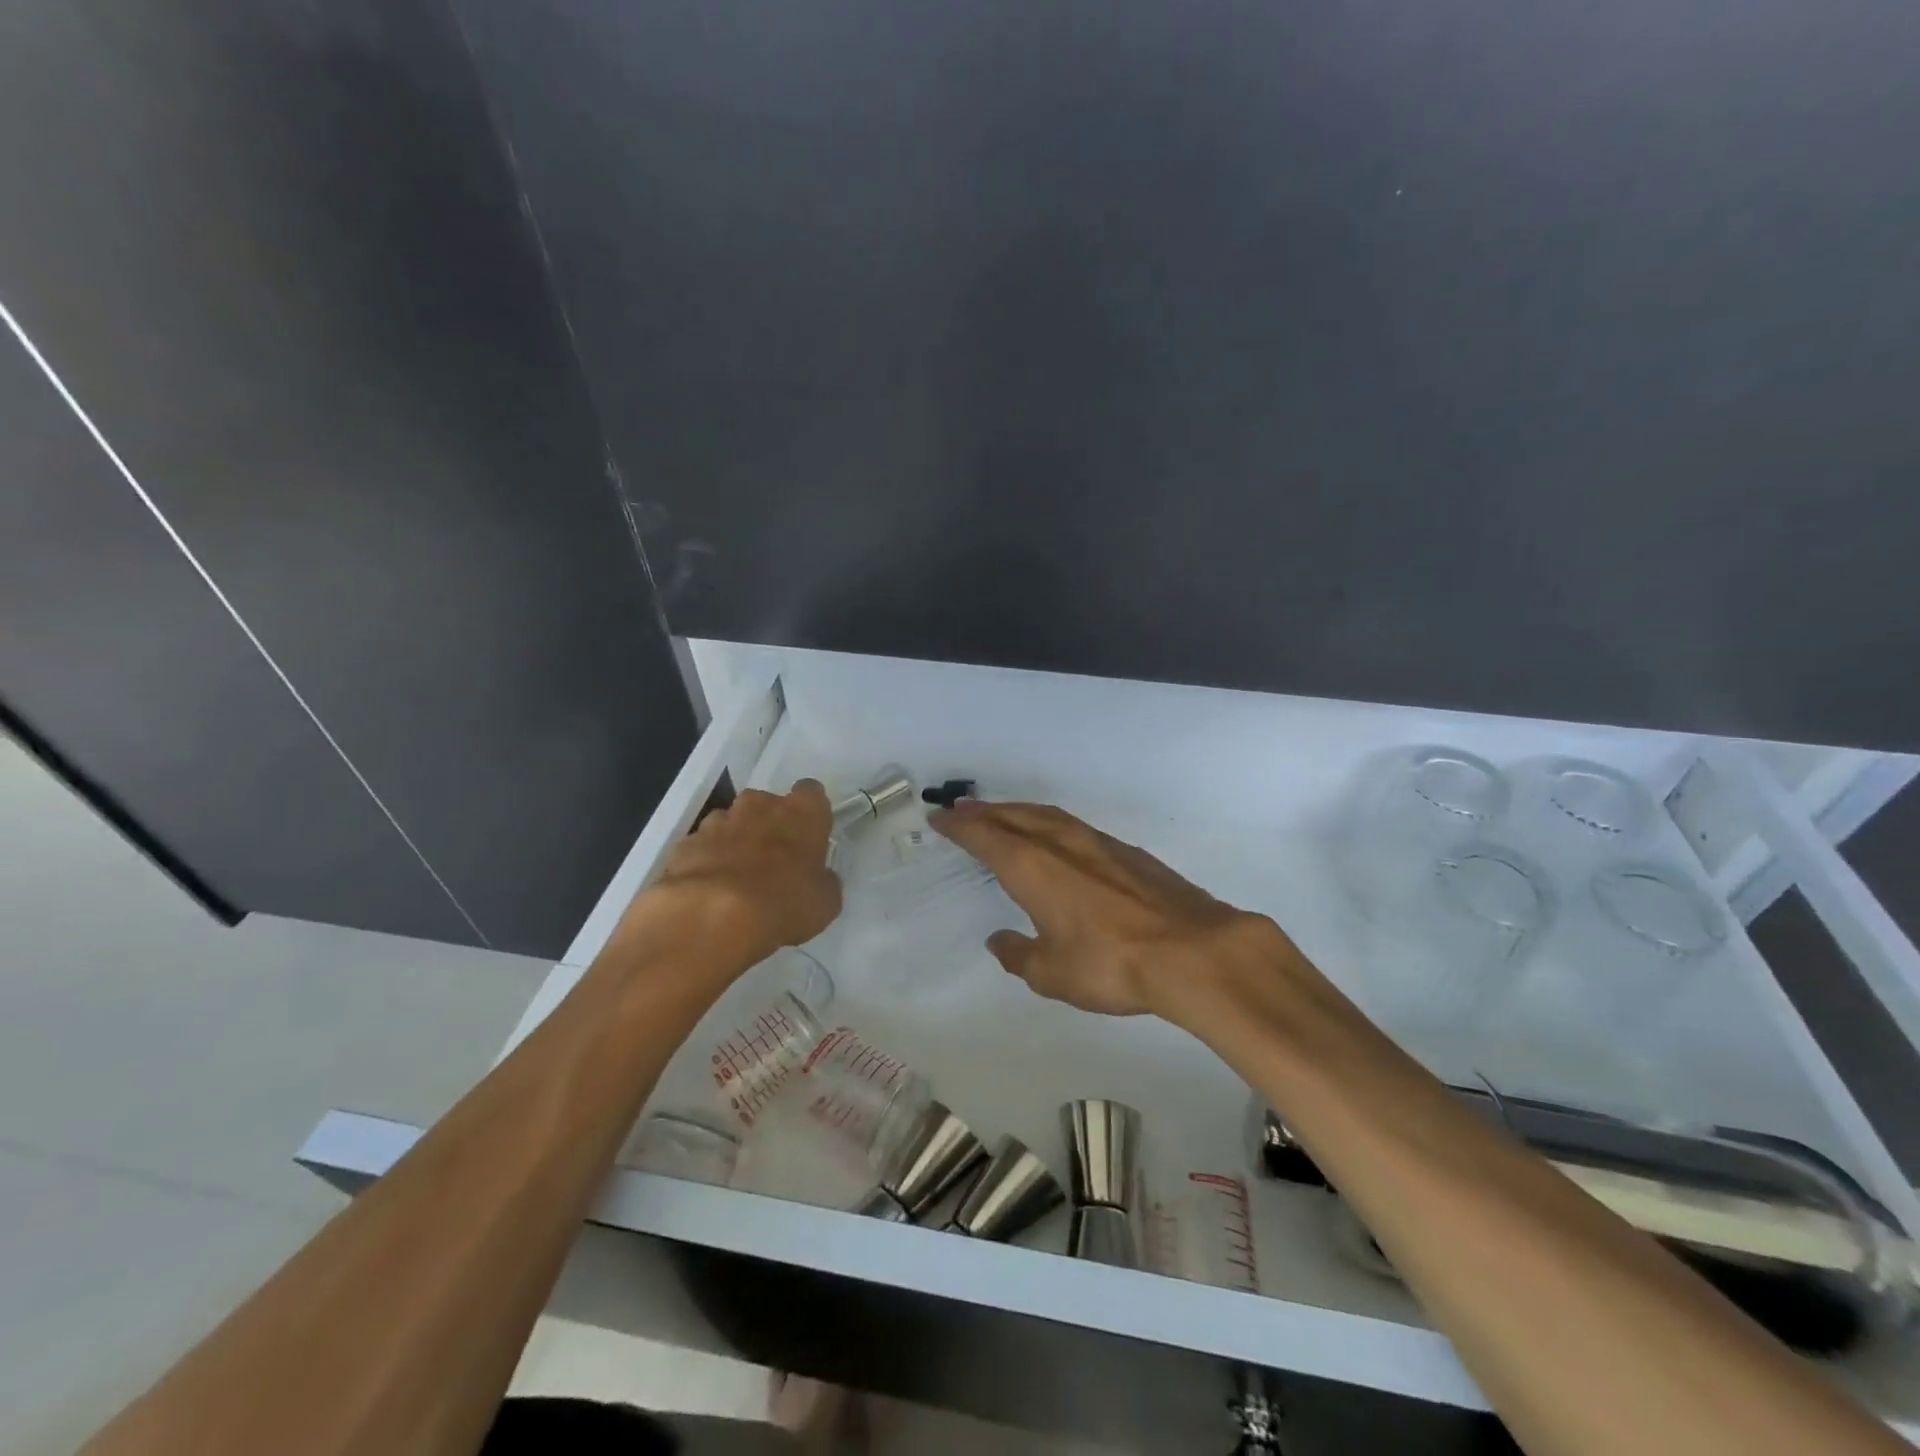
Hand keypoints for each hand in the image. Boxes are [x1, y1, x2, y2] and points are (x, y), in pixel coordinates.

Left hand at [620, 780, 841, 973]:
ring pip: (730, 823)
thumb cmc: (783, 903)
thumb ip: (823, 881)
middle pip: (766, 804)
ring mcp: (718, 821)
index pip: (811, 793)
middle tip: (773, 861)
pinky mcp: (685, 843)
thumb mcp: (824, 902)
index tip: (809, 834)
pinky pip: (702, 847)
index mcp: (801, 812)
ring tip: (736, 880)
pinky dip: (706, 862)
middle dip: (768, 825)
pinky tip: (709, 891)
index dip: (810, 813)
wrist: (712, 916)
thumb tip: (817, 878)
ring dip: (735, 842)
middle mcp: (760, 805)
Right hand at [931, 799, 1290, 1018]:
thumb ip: (1019, 956)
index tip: (940, 819)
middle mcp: (1061, 845)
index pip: (985, 836)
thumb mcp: (1052, 974)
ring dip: (1019, 812)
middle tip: (963, 809)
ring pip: (1047, 816)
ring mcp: (1098, 843)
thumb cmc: (1110, 964)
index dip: (960, 827)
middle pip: (1014, 816)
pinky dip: (1052, 824)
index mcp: (1032, 868)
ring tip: (1003, 815)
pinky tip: (1058, 838)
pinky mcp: (1127, 852)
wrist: (1192, 950)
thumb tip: (1001, 941)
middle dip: (985, 811)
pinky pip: (1075, 826)